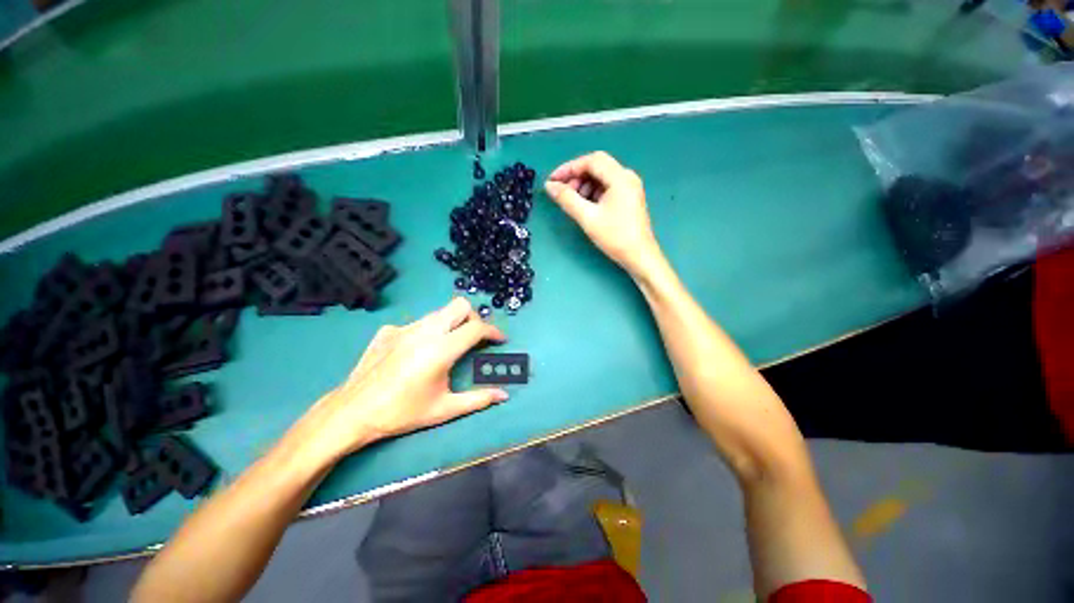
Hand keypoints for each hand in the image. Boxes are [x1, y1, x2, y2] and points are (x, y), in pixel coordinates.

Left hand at [292, 298, 507, 462]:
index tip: (500, 340)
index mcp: (441, 349)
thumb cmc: (402, 413)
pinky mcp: (388, 330)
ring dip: (452, 323)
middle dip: (473, 318)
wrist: (352, 412)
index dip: (493, 332)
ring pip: (439, 312)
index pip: (476, 328)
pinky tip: (418, 352)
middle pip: (460, 306)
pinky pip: (417, 323)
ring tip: (449, 345)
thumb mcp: (444, 409)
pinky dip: (428, 331)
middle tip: (474, 338)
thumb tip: (504, 396)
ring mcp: (404, 327)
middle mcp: (425, 331)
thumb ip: (478, 399)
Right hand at [544, 152, 663, 277]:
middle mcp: (627, 177)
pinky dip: (593, 193)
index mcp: (620, 177)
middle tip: (562, 193)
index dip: (569, 168)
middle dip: (576, 177)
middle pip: (597, 167)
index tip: (552, 180)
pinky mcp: (628, 198)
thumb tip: (550, 186)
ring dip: (584, 186)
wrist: (639, 256)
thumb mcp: (588, 217)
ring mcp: (629, 187)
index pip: (591, 161)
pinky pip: (607, 188)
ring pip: (601, 178)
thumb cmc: (615, 237)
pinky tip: (585, 206)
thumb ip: (567, 199)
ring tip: (572, 202)